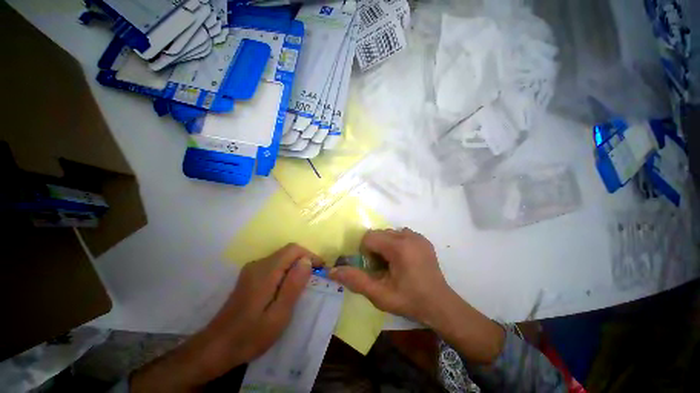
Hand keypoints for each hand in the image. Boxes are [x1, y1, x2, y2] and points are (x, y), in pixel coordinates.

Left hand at [131, 244, 320, 391]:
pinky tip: (287, 288)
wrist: (216, 347)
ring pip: (282, 258)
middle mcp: (258, 264)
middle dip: (304, 261)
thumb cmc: (250, 335)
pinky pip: (274, 265)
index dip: (310, 255)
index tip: (320, 269)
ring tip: (304, 285)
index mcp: (265, 271)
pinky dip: (286, 271)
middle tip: (314, 279)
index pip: (293, 249)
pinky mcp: (250, 276)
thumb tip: (307, 261)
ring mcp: (252, 269)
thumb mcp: (278, 315)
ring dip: (296, 266)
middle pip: (288, 251)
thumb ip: (293, 285)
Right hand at [329, 228, 451, 324]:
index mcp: (399, 247)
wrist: (440, 305)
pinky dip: (396, 244)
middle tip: (383, 268)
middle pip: (379, 234)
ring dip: (385, 246)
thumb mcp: (380, 295)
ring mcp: (418, 236)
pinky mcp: (423, 239)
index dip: (367, 252)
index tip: (374, 268)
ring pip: (389, 233)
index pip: (369, 237)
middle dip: (375, 249)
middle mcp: (408, 235)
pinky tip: (404, 260)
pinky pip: (401, 234)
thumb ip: (355, 280)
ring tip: (394, 265)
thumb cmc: (409, 301)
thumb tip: (332, 270)